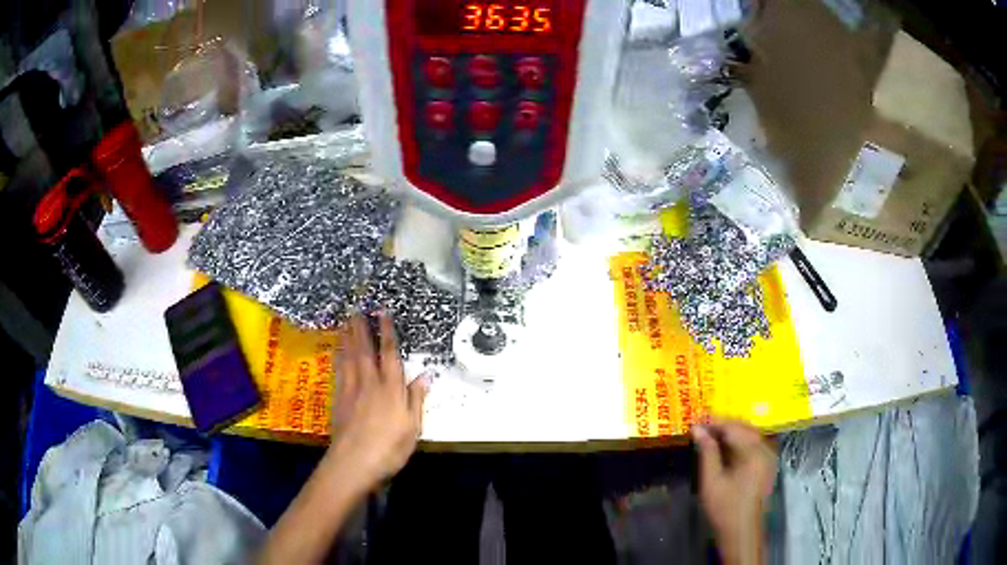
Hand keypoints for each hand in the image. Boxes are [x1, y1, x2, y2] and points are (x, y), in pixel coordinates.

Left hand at [324, 312, 428, 494]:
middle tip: (357, 307)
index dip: (387, 332)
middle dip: (361, 327)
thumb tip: (426, 374)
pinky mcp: (339, 399)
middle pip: (364, 350)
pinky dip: (338, 356)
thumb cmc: (389, 448)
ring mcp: (351, 390)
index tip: (382, 312)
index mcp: (391, 389)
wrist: (354, 462)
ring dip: (347, 336)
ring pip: (349, 356)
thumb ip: (416, 399)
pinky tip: (336, 349)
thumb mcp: (412, 428)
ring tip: (345, 320)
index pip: (389, 355)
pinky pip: (338, 370)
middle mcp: (370, 383)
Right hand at [692, 419, 776, 564]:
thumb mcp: (711, 480)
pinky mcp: (768, 464)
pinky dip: (740, 441)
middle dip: (724, 425)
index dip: (714, 423)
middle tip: (703, 427)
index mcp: (754, 453)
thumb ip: (707, 452)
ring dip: (732, 432)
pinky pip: (755, 444)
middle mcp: (766, 450)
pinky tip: (727, 447)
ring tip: (712, 435)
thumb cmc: (724, 508)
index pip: (734, 428)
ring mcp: (770, 457)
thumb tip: (697, 429)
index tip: (696, 422)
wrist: (741, 531)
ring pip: (751, 434)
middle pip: (745, 428)